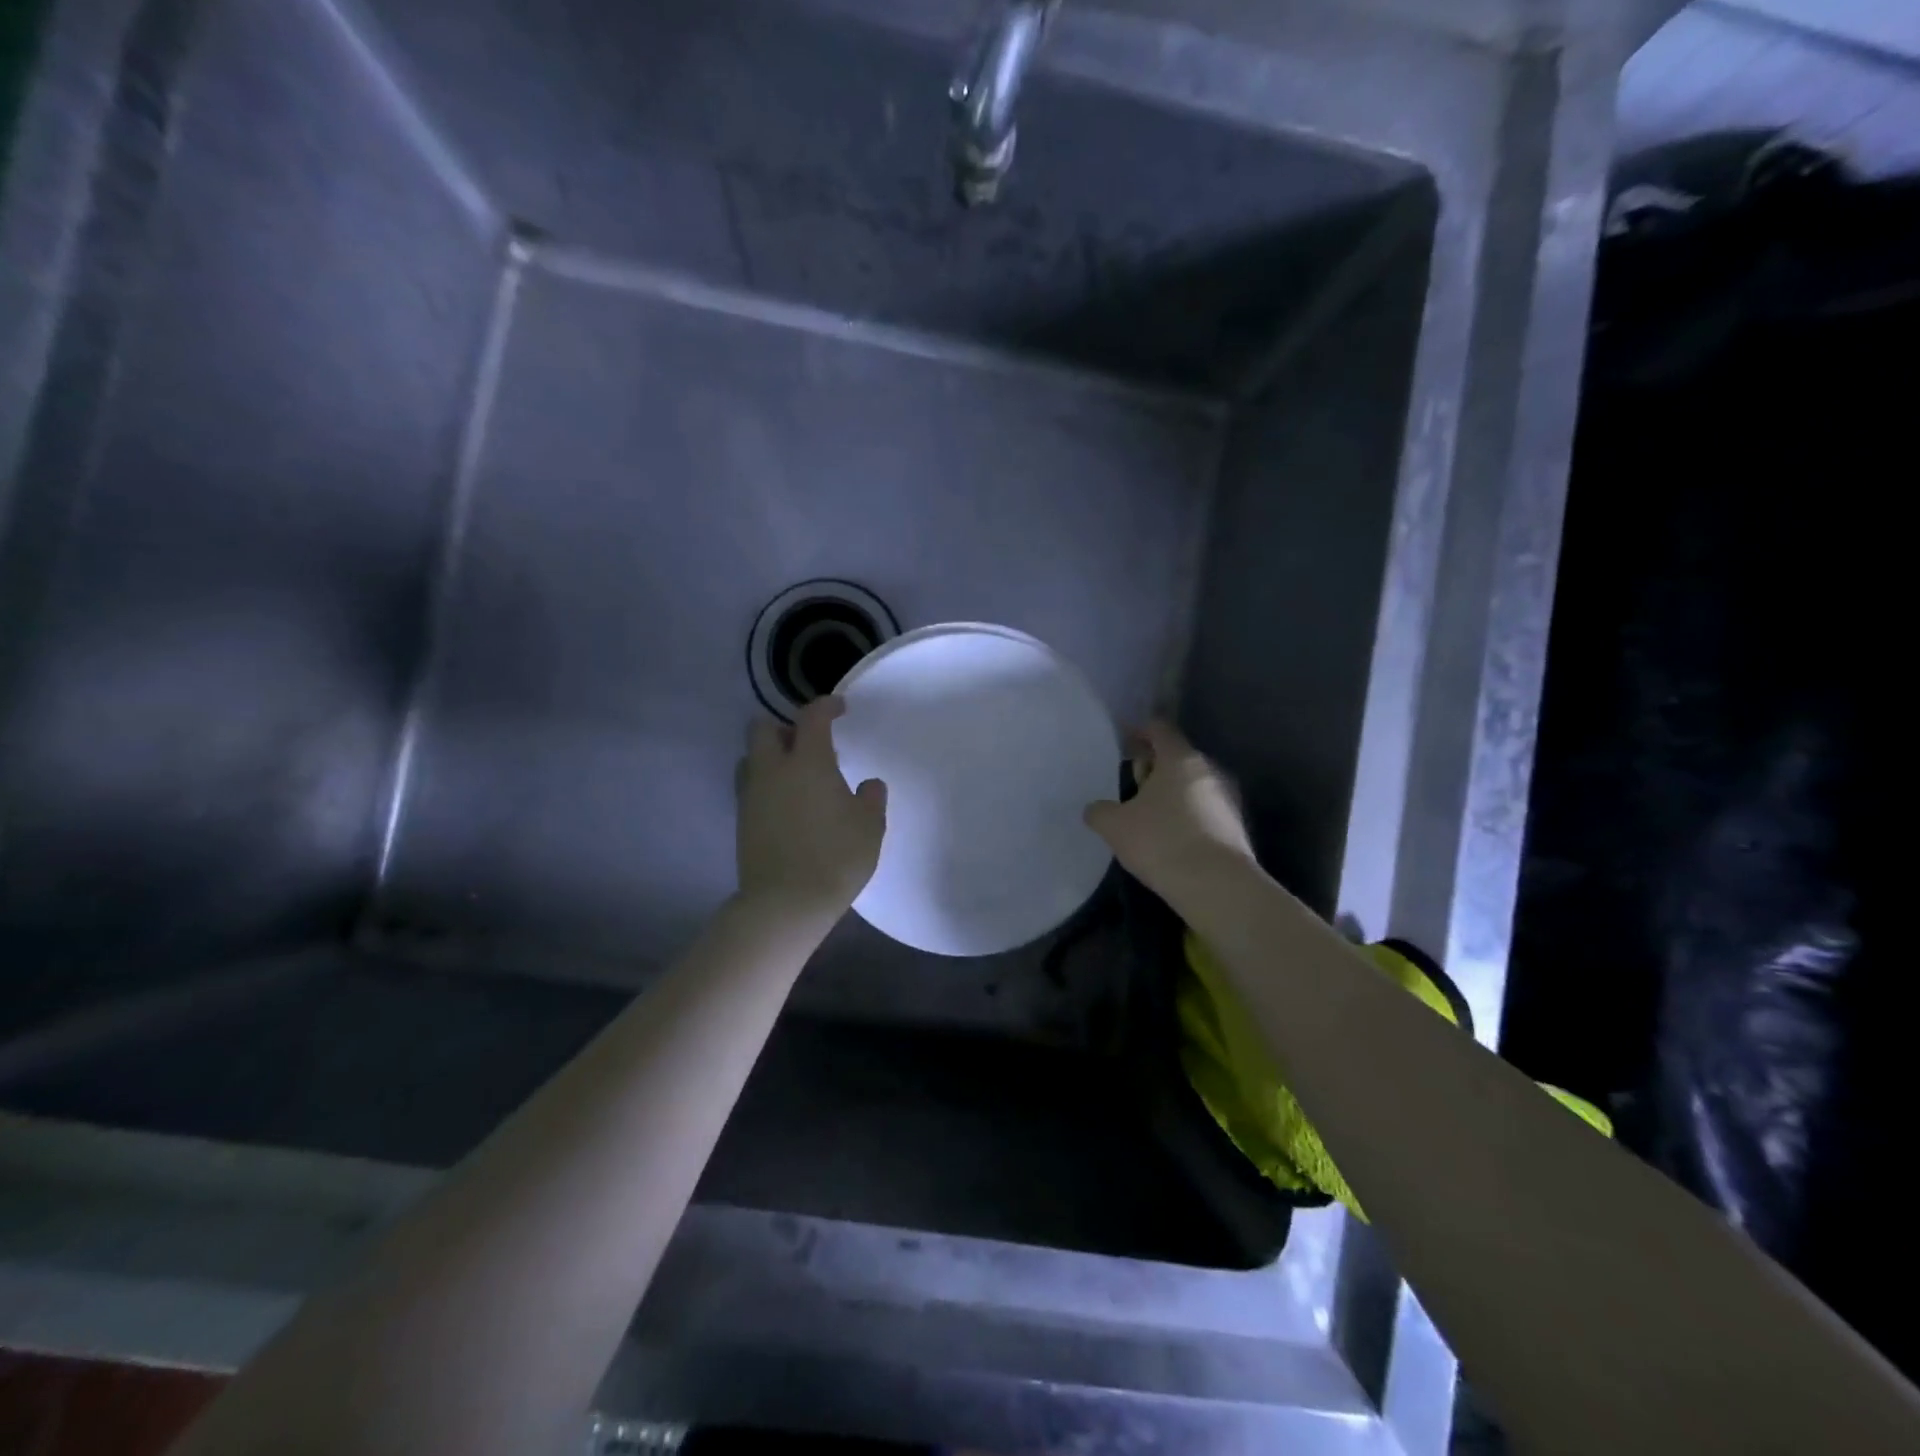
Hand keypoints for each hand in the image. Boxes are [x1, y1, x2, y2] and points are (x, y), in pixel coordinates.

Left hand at [736, 697, 886, 917]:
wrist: (785, 904)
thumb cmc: (835, 858)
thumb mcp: (869, 827)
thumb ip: (871, 798)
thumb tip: (868, 784)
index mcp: (807, 762)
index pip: (811, 717)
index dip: (826, 706)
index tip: (840, 709)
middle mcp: (773, 769)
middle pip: (762, 727)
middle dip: (785, 726)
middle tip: (810, 744)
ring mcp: (752, 795)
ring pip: (751, 757)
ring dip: (770, 755)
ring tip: (796, 775)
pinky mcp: (742, 820)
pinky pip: (750, 785)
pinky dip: (766, 782)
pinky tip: (787, 804)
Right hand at [1084, 720, 1256, 895]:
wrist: (1217, 886)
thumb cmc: (1161, 841)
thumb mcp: (1115, 826)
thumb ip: (1100, 812)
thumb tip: (1095, 809)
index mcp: (1180, 758)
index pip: (1160, 729)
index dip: (1140, 732)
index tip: (1125, 742)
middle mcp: (1209, 770)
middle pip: (1178, 757)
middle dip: (1155, 767)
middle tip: (1133, 784)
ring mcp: (1228, 798)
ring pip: (1193, 785)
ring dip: (1173, 793)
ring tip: (1150, 815)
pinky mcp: (1237, 827)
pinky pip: (1205, 810)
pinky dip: (1188, 816)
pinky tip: (1172, 838)